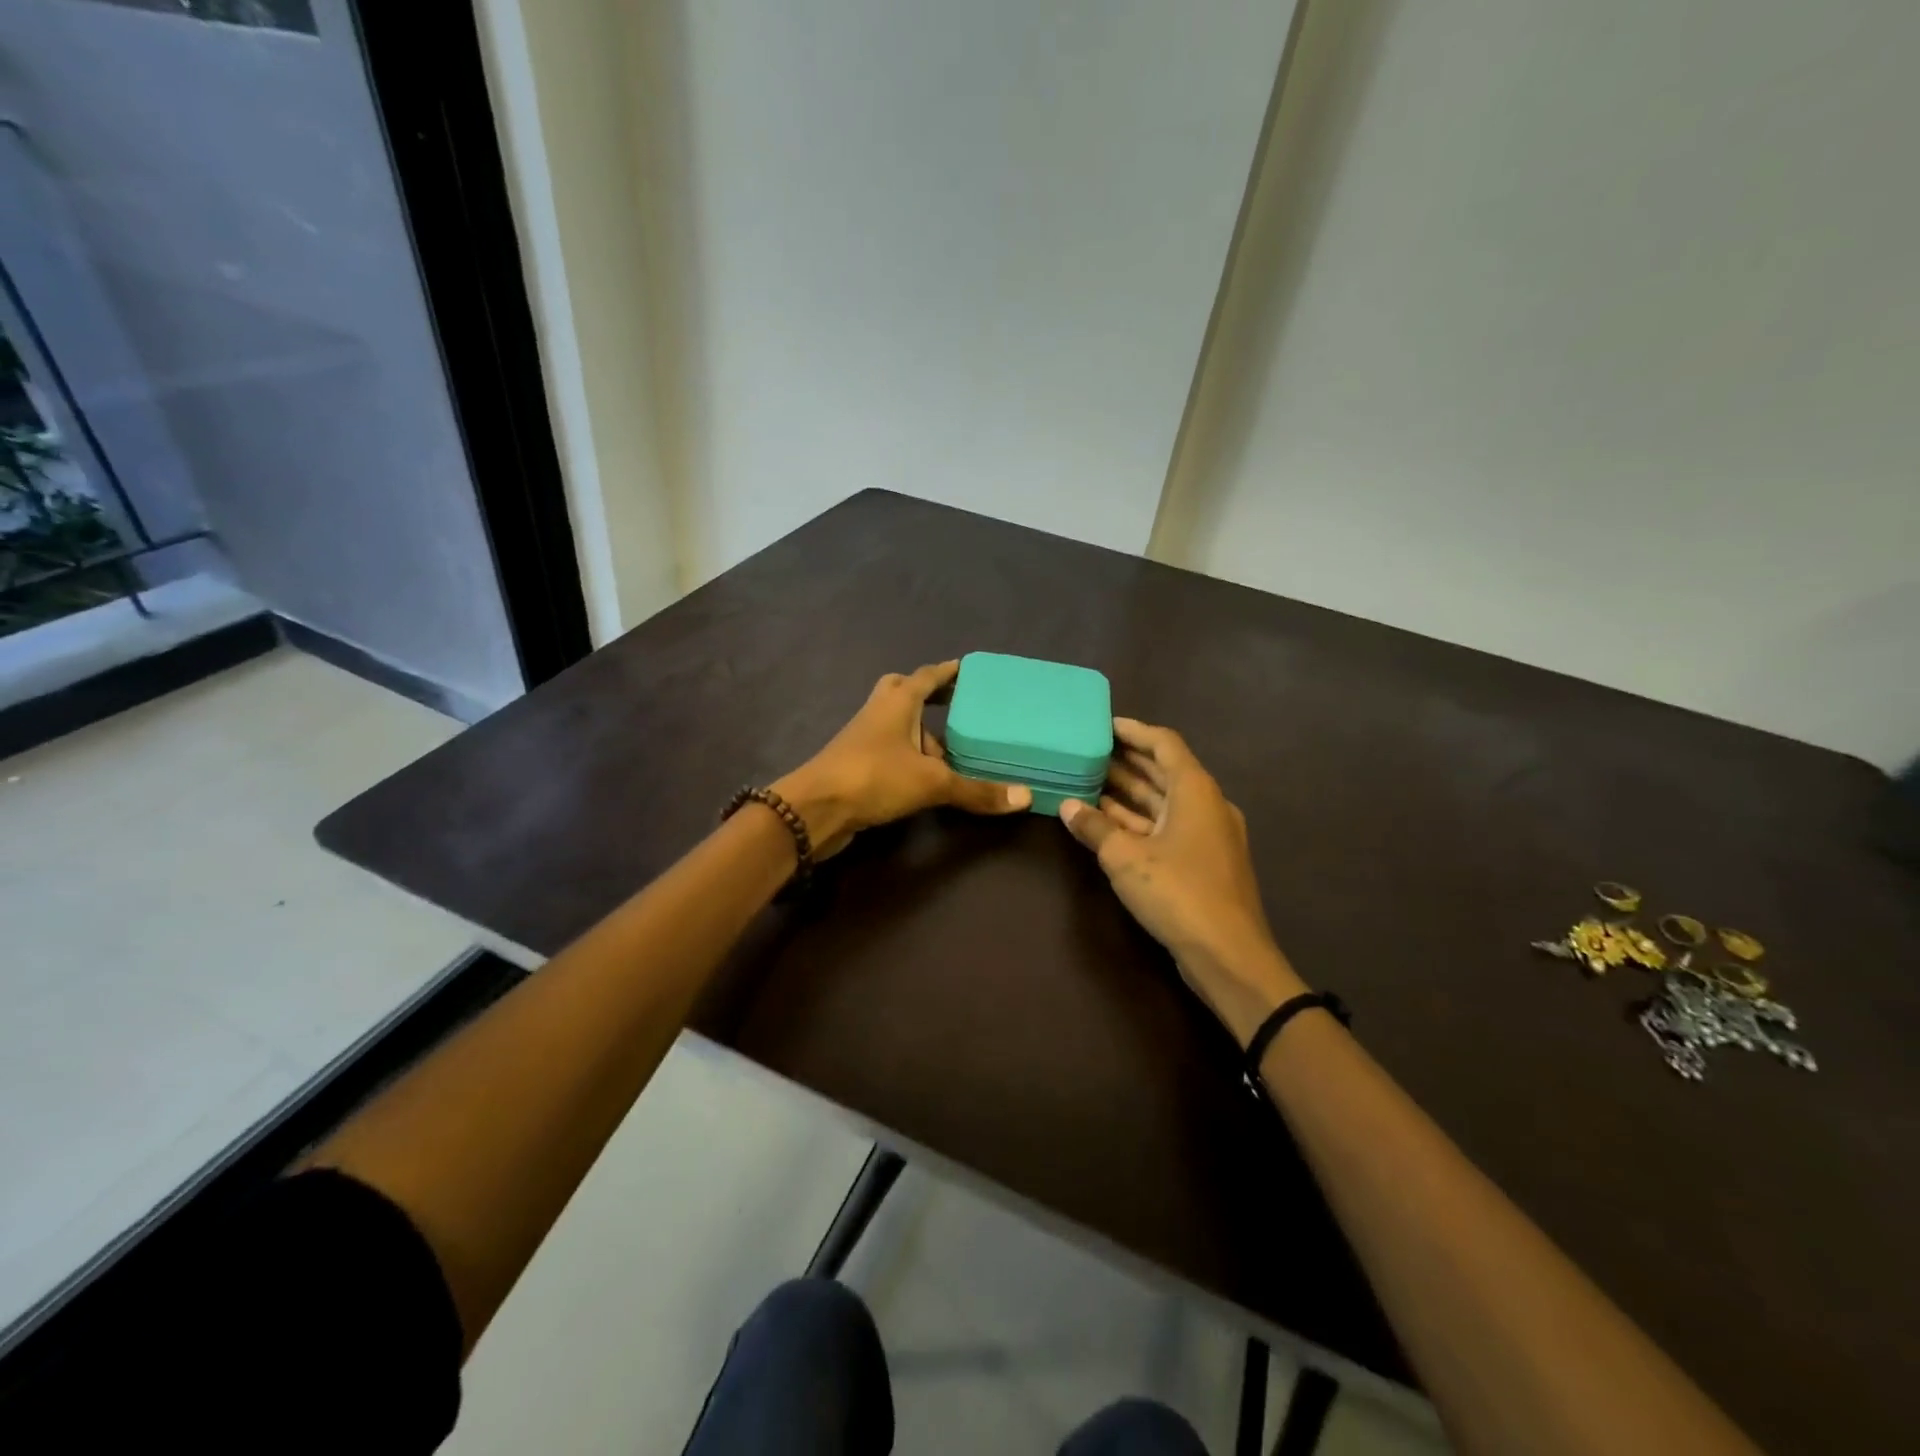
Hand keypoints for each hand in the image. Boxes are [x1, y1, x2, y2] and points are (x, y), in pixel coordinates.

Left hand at [774, 661, 1030, 858]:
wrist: (815, 809)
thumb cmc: (874, 777)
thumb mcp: (932, 783)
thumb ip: (977, 790)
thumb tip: (1025, 797)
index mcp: (899, 701)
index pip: (928, 675)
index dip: (949, 672)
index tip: (969, 669)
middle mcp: (880, 712)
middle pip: (905, 691)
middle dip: (929, 695)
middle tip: (957, 705)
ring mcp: (865, 737)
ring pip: (897, 724)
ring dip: (921, 732)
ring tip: (954, 751)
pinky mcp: (857, 763)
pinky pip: (891, 750)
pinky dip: (910, 756)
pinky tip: (927, 776)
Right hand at [1060, 718, 1303, 1046]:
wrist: (1228, 954)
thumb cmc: (1178, 892)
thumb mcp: (1124, 857)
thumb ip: (1094, 827)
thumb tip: (1067, 806)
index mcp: (1195, 790)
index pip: (1164, 744)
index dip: (1134, 731)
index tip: (1103, 725)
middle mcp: (1206, 804)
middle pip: (1164, 771)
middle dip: (1126, 761)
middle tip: (1088, 751)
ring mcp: (1207, 834)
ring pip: (1163, 802)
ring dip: (1129, 793)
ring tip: (1088, 781)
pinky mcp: (1203, 861)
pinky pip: (1166, 827)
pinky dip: (1138, 821)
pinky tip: (1106, 822)